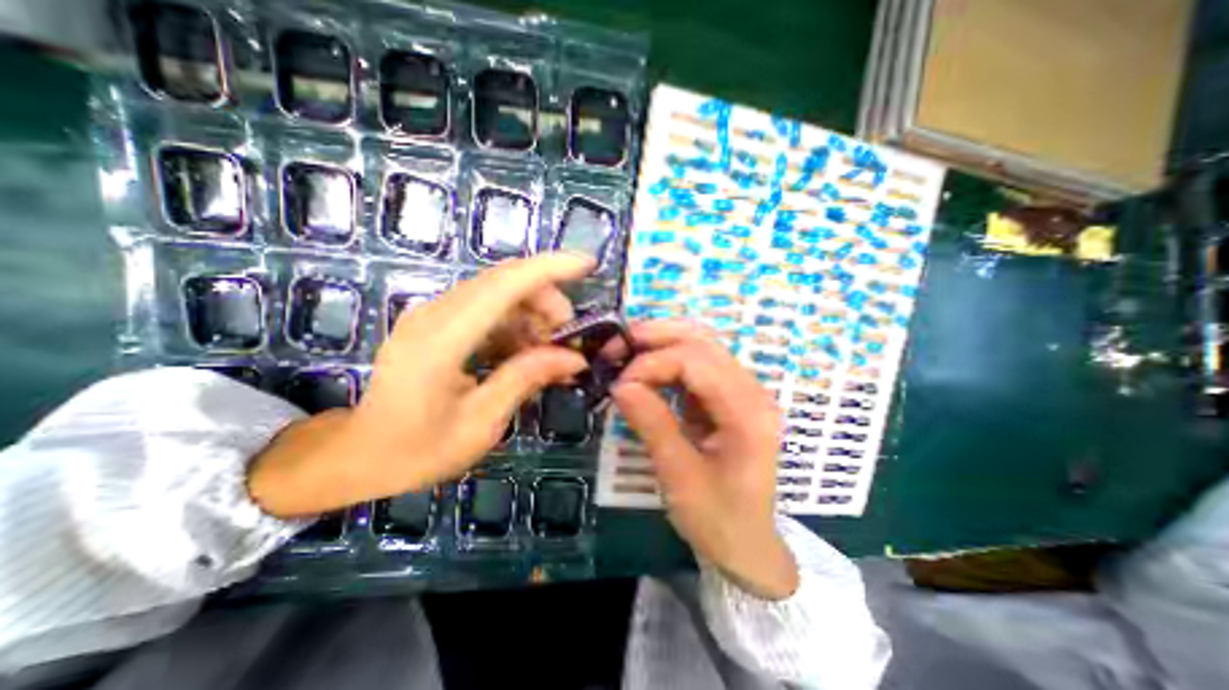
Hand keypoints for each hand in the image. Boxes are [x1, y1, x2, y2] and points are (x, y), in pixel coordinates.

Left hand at [245, 253, 593, 516]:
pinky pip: (486, 309)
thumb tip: (574, 357)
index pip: (504, 284)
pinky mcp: (436, 323)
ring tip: (550, 351)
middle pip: (504, 281)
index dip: (550, 268)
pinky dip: (515, 324)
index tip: (588, 264)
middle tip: (568, 337)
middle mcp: (434, 314)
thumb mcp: (481, 423)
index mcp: (441, 339)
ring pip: (498, 293)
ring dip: (533, 313)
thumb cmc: (418, 450)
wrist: (360, 456)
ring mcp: (433, 315)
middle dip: (547, 299)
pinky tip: (526, 352)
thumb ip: (526, 379)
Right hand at [612, 322, 803, 601]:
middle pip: (702, 340)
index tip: (619, 383)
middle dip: (655, 337)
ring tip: (625, 354)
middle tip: (616, 347)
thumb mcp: (679, 476)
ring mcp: (741, 391)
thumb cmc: (718, 520)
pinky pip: (696, 365)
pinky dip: (666, 362)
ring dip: (660, 344)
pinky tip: (644, 371)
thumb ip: (652, 423)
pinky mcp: (727, 398)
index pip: (696, 360)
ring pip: (699, 346)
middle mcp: (751, 391)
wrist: (747, 547)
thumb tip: (619, 384)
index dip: (652, 363)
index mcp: (747, 411)